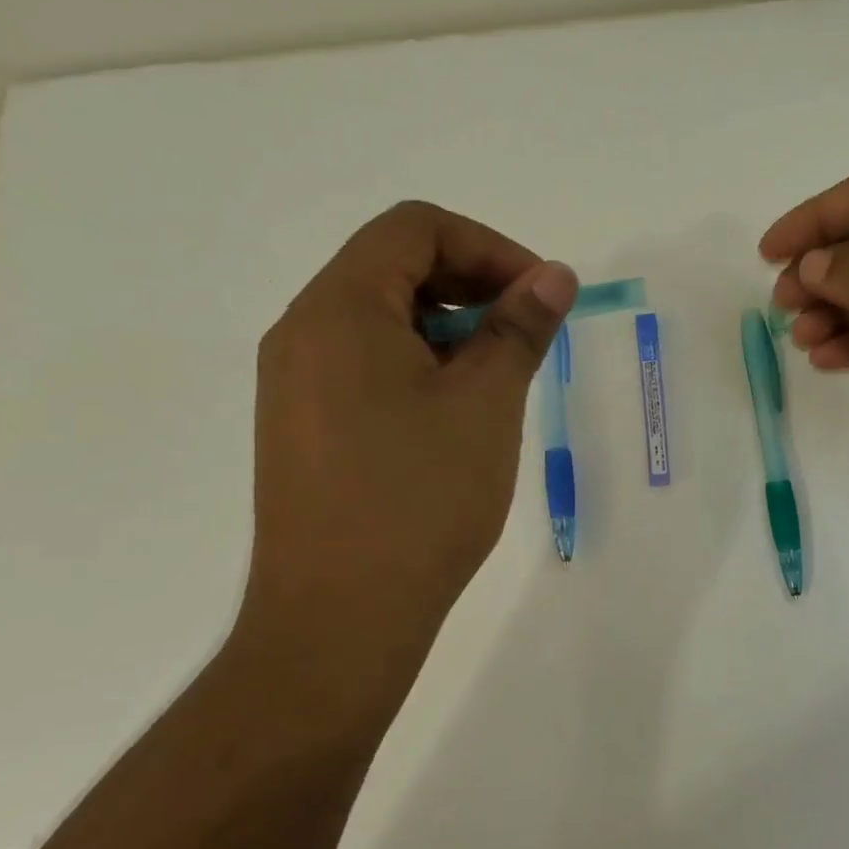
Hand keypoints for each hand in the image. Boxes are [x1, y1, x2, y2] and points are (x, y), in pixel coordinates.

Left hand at [237, 201, 575, 671]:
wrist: (339, 619)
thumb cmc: (419, 501)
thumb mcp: (485, 404)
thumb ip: (519, 327)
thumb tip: (554, 276)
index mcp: (339, 309)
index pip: (416, 228)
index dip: (490, 247)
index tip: (540, 296)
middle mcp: (303, 332)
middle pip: (393, 266)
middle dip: (472, 285)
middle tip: (527, 335)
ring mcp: (294, 383)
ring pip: (380, 319)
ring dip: (449, 328)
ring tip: (498, 380)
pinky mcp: (302, 426)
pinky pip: (365, 365)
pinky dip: (419, 365)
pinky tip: (455, 416)